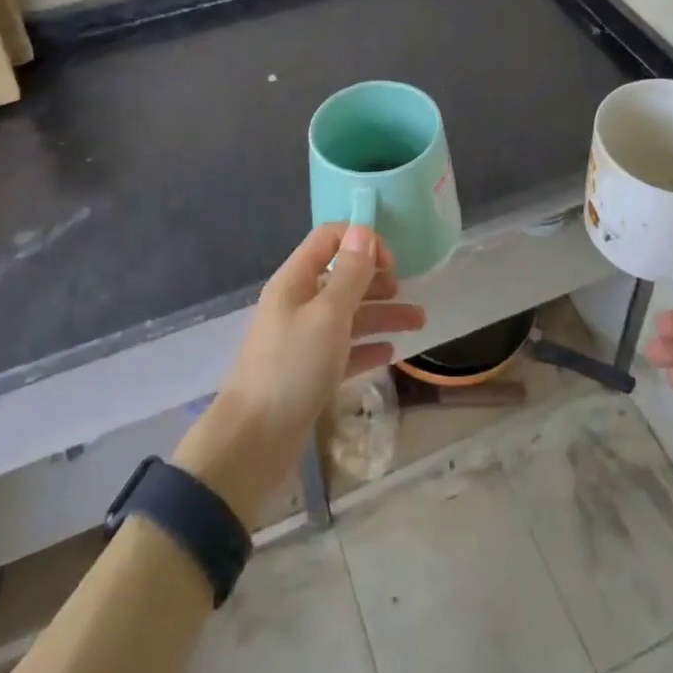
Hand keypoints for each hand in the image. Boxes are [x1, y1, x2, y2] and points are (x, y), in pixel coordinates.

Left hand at [173, 223, 424, 522]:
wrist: (253, 442)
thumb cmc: (292, 367)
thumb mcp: (328, 315)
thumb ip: (349, 273)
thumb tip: (363, 229)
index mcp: (295, 281)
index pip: (328, 239)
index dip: (361, 241)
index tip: (392, 262)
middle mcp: (298, 304)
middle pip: (341, 278)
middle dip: (377, 279)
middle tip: (407, 290)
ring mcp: (303, 340)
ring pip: (348, 316)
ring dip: (382, 314)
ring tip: (419, 322)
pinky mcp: (309, 374)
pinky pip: (344, 351)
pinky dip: (367, 347)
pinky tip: (390, 352)